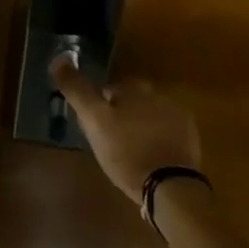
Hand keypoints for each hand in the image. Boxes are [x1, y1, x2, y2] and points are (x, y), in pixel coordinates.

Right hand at [50, 54, 202, 201]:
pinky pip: (165, 135)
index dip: (97, 107)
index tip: (91, 126)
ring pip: (149, 118)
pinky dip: (155, 142)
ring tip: (126, 152)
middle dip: (120, 115)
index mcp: (136, 89)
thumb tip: (58, 59)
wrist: (169, 187)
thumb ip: (77, 90)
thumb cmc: (126, 151)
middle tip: (107, 140)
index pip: (109, 89)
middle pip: (131, 102)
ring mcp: (179, 119)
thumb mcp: (93, 119)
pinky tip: (146, 160)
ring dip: (138, 128)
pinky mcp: (190, 142)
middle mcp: (160, 97)